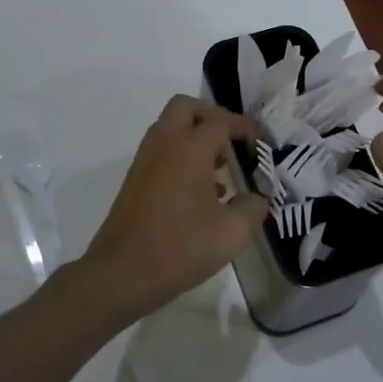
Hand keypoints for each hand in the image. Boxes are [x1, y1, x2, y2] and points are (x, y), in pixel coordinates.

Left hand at [65, 95, 267, 326]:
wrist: (121, 274)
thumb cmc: (180, 248)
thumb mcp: (232, 232)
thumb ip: (254, 208)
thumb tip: (258, 197)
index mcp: (189, 148)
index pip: (222, 120)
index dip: (245, 127)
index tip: (261, 144)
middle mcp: (164, 144)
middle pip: (187, 108)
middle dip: (213, 117)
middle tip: (233, 141)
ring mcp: (145, 161)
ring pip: (171, 128)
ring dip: (196, 137)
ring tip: (222, 169)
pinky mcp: (135, 180)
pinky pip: (162, 151)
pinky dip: (182, 156)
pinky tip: (202, 193)